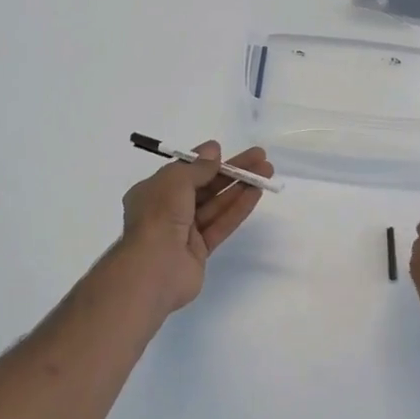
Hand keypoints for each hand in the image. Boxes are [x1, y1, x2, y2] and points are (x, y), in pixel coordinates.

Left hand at [117, 141, 273, 317]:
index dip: (206, 161)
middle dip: (231, 172)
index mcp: (153, 192)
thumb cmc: (158, 217)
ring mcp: (184, 232)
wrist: (153, 270)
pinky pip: (221, 224)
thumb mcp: (175, 181)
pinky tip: (256, 193)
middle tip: (260, 158)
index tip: (226, 152)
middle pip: (205, 186)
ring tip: (266, 172)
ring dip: (240, 187)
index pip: (184, 172)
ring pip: (216, 204)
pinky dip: (238, 208)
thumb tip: (213, 149)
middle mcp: (167, 210)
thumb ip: (197, 167)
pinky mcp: (200, 250)